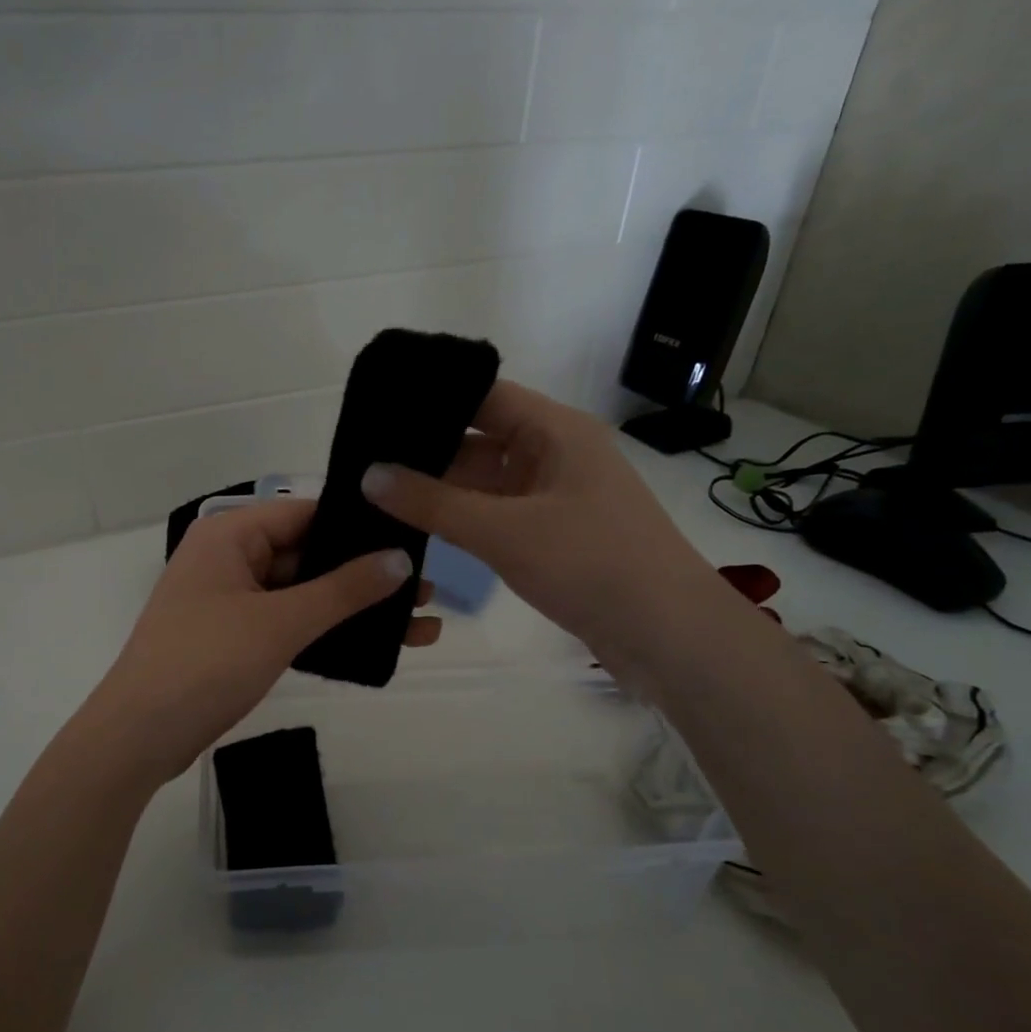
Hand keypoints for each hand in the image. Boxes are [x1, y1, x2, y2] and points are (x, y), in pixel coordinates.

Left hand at [81, 500, 439, 785]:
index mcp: (230, 534)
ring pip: (303, 593)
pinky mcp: (234, 637)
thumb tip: (402, 560)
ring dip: (352, 608)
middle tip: (429, 588)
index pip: (307, 514)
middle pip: (308, 554)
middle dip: (365, 575)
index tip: (416, 539)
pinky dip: (325, 632)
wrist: (138, 737)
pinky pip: (288, 622)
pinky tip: (372, 647)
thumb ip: (344, 590)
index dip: (360, 527)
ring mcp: (230, 599)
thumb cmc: (206, 663)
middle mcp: (229, 557)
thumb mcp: (280, 622)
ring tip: (419, 623)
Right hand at [359, 380, 722, 678]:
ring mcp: (553, 497)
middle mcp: (554, 454)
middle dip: (425, 451)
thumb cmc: (592, 565)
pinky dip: (460, 519)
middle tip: (361, 460)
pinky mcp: (551, 535)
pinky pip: (494, 515)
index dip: (430, 397)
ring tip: (375, 493)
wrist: (669, 636)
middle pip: (478, 439)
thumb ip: (433, 503)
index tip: (374, 409)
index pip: (483, 395)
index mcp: (555, 431)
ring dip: (439, 490)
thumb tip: (367, 475)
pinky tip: (416, 526)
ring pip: (483, 482)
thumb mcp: (504, 531)